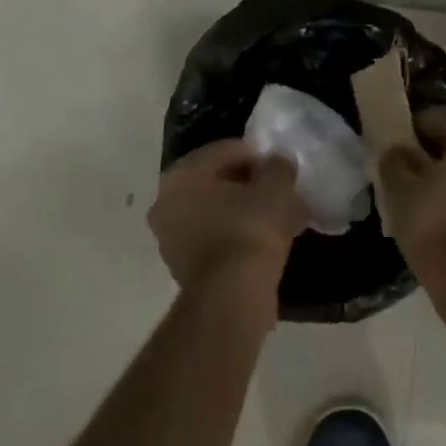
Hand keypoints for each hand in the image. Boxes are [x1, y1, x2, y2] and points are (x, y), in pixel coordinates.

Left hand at [148, 140, 307, 302]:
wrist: (232, 294)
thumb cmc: (250, 228)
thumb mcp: (276, 187)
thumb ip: (278, 167)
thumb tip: (277, 161)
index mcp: (182, 173)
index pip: (224, 151)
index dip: (255, 155)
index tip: (279, 167)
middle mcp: (166, 201)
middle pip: (215, 182)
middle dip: (247, 184)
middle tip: (277, 191)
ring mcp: (169, 237)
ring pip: (214, 212)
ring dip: (242, 211)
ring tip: (275, 217)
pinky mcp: (181, 267)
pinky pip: (214, 238)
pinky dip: (235, 235)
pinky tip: (263, 242)